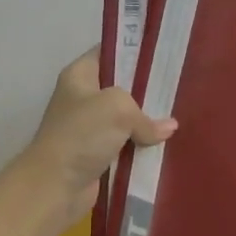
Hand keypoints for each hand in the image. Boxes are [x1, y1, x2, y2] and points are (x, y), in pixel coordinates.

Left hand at [9, 51, 176, 230]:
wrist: (55, 186)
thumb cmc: (82, 134)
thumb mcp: (118, 108)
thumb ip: (146, 115)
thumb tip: (167, 128)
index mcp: (80, 75)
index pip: (109, 52)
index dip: (135, 49)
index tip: (164, 53)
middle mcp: (83, 98)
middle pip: (122, 86)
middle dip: (148, 89)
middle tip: (178, 87)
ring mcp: (90, 127)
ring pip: (126, 118)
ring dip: (147, 122)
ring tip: (180, 114)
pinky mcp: (97, 153)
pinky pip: (126, 144)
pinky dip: (142, 146)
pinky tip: (167, 143)